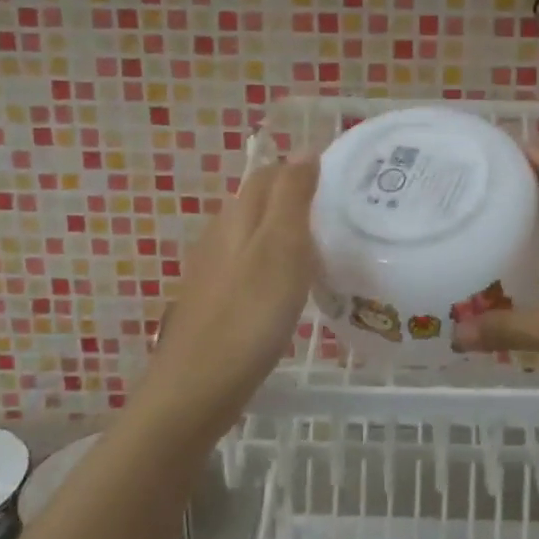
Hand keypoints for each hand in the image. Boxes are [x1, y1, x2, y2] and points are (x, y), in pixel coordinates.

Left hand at [135, 158, 318, 438]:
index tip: (342, 176)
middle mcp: (221, 235)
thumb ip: (293, 197)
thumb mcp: (281, 248)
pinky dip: (274, 263)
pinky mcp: (215, 302)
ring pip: (254, 235)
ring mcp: (214, 271)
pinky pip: (249, 266)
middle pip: (259, 202)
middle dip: (296, 196)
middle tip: (341, 210)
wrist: (196, 388)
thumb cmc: (248, 314)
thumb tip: (304, 149)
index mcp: (238, 216)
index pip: (271, 173)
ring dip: (285, 231)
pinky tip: (290, 287)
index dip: (303, 167)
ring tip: (325, 245)